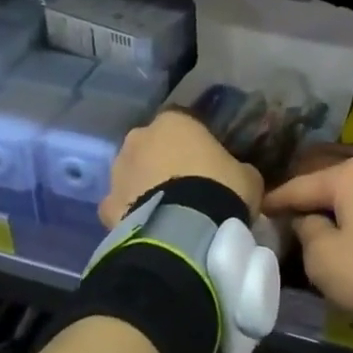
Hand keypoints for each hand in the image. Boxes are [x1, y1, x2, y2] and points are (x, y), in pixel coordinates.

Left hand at [98, 109, 264, 228]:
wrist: (183, 232)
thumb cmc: (220, 189)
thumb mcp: (247, 175)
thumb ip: (238, 168)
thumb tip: (237, 174)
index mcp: (174, 121)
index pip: (184, 122)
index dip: (195, 142)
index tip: (208, 161)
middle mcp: (139, 138)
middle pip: (152, 145)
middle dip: (165, 160)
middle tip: (187, 185)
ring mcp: (118, 172)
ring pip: (133, 173)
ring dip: (146, 185)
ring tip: (168, 209)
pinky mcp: (106, 206)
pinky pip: (122, 205)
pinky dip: (132, 213)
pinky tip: (150, 226)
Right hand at [262, 155, 352, 319]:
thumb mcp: (323, 257)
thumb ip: (307, 231)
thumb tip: (308, 220)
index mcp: (348, 175)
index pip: (301, 186)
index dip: (277, 200)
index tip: (258, 208)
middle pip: (330, 184)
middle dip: (308, 199)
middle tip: (286, 214)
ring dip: (336, 208)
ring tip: (318, 222)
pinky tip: (350, 228)